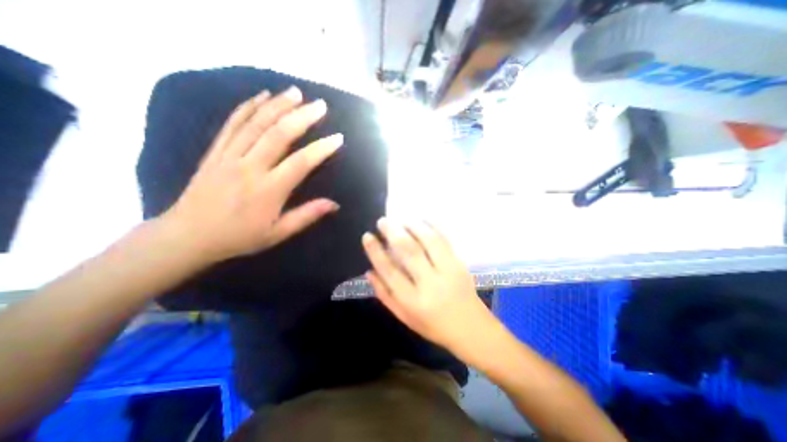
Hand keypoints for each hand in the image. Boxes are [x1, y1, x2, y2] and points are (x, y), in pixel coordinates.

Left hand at [161, 86, 343, 262]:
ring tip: (296, 92)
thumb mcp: (278, 233)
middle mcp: (250, 168)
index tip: (338, 138)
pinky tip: (261, 96)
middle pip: (279, 134)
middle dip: (302, 117)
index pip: (301, 163)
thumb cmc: (239, 237)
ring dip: (278, 105)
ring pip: (256, 123)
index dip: (322, 149)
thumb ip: (307, 216)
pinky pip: (232, 124)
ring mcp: (229, 156)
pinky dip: (248, 107)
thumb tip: (335, 204)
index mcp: (268, 190)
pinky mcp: (215, 151)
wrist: (188, 235)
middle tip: (320, 105)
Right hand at [361, 218, 499, 360]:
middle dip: (393, 232)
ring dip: (413, 226)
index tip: (367, 236)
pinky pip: (445, 239)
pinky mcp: (460, 263)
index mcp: (413, 301)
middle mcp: (431, 283)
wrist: (471, 328)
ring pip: (429, 240)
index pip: (390, 271)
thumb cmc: (434, 326)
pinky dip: (433, 226)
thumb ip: (385, 295)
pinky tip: (423, 219)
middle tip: (383, 221)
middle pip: (409, 251)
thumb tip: (369, 271)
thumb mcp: (405, 317)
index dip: (376, 251)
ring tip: (401, 219)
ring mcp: (448, 270)